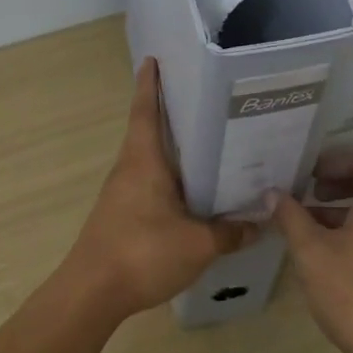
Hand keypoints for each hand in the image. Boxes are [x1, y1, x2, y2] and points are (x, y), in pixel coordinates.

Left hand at [60, 59, 259, 322]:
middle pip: (149, 130)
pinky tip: (193, 190)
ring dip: (172, 147)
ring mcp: (122, 193)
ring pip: (150, 159)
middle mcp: (130, 169)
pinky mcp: (122, 214)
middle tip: (204, 99)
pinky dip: (170, 176)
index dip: (149, 84)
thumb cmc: (142, 253)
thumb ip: (230, 232)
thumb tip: (260, 223)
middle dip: (170, 112)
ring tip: (208, 141)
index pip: (145, 111)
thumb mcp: (198, 244)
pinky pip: (150, 183)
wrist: (91, 293)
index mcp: (144, 161)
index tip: (153, 59)